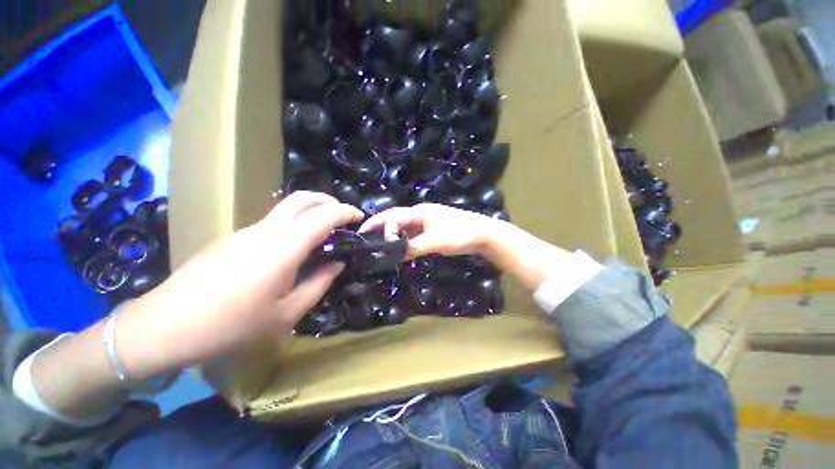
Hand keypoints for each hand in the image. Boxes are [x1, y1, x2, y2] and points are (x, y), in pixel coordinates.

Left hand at [118, 191, 363, 378]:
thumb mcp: (286, 314)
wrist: (163, 328)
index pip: (323, 216)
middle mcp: (265, 231)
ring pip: (285, 209)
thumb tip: (337, 264)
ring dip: (310, 213)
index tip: (359, 217)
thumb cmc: (231, 326)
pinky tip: (292, 250)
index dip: (345, 212)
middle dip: (328, 201)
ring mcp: (245, 232)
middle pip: (301, 199)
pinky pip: (271, 223)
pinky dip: (292, 225)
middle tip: (343, 216)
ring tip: (323, 235)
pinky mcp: (232, 239)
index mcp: (283, 248)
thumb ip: (318, 284)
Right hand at [360, 203, 501, 258]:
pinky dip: (404, 243)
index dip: (377, 225)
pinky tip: (399, 251)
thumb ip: (413, 247)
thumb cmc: (459, 234)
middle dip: (380, 228)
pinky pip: (413, 236)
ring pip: (404, 229)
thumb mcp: (435, 241)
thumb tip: (393, 254)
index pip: (392, 216)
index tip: (366, 239)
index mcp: (418, 212)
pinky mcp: (432, 232)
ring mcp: (426, 224)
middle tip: (366, 240)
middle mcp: (419, 215)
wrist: (483, 235)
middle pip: (395, 220)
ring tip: (379, 247)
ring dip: (392, 237)